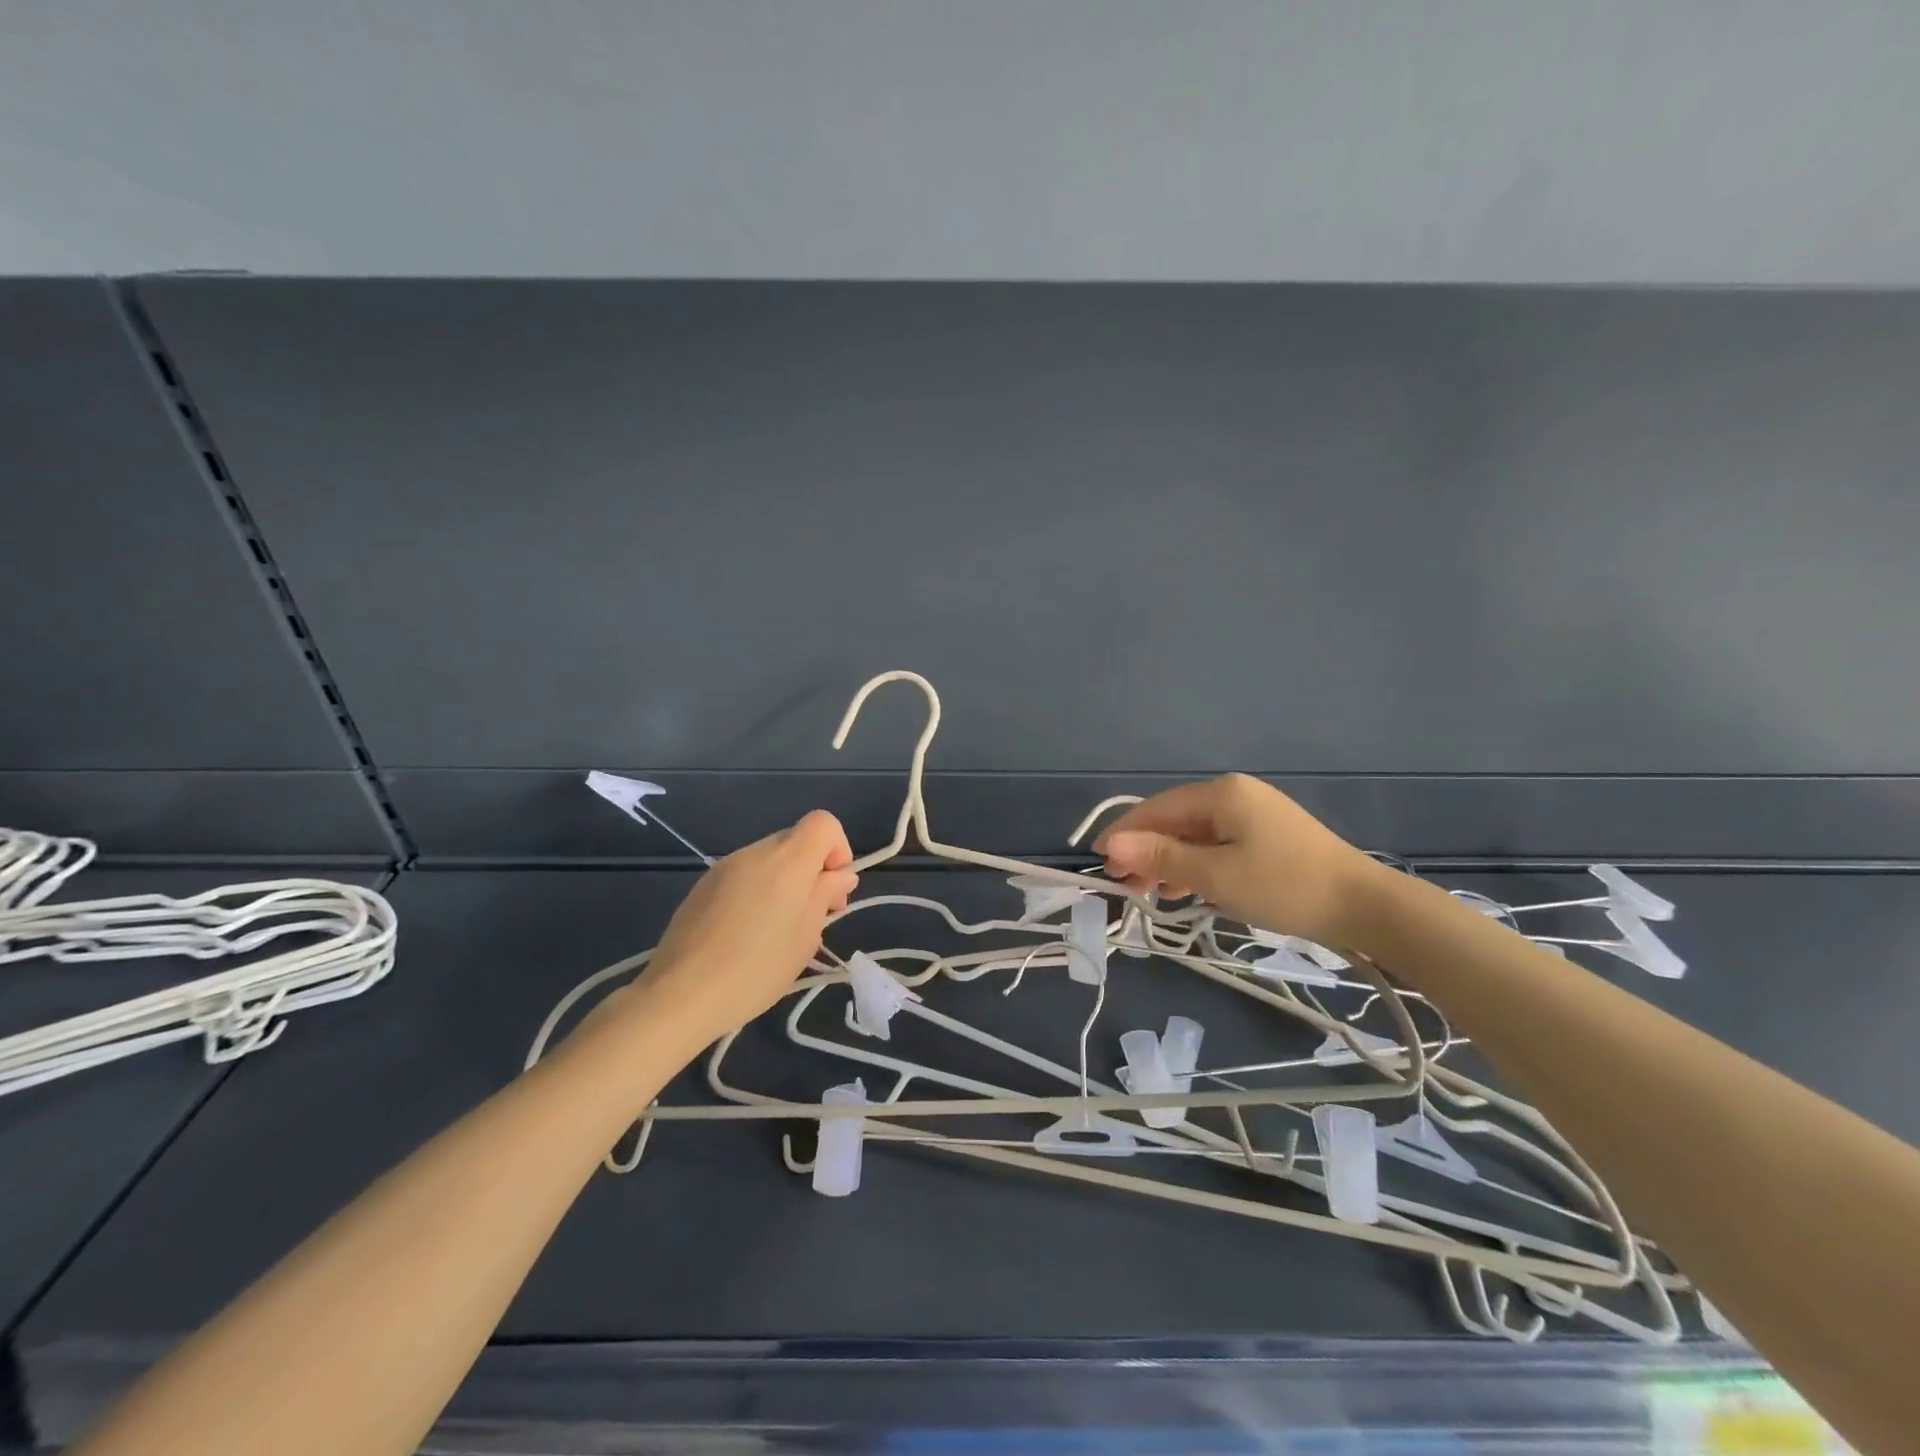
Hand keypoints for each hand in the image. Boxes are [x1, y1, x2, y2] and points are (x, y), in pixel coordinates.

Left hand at [616, 810, 858, 1045]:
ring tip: (776, 931)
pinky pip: (743, 875)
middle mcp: (755, 852)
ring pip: (769, 859)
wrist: (680, 995)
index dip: (838, 850)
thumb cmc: (755, 969)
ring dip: (783, 882)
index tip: (832, 891)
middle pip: (796, 840)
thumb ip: (825, 896)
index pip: (823, 823)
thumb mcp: (805, 937)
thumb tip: (838, 876)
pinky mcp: (702, 886)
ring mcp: (724, 867)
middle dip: (812, 870)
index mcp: (786, 860)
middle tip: (812, 916)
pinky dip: (756, 892)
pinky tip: (745, 934)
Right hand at [1096, 775, 1382, 946]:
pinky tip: (1186, 888)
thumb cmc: (1284, 886)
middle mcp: (1235, 794)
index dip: (1124, 835)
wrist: (1365, 906)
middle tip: (1125, 887)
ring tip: (1151, 893)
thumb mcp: (1215, 875)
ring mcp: (1254, 814)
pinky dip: (1196, 865)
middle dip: (1145, 852)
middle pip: (1174, 820)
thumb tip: (1110, 845)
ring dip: (1169, 861)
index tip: (1099, 863)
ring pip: (1195, 835)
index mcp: (1221, 793)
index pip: (1156, 810)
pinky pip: (1217, 844)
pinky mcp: (1268, 836)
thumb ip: (1160, 858)